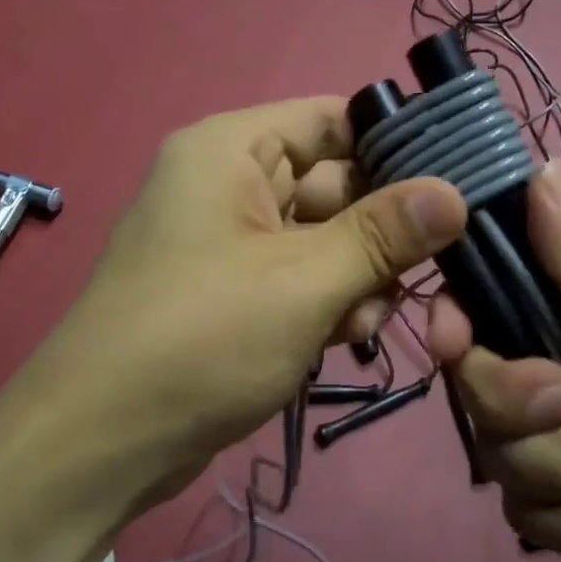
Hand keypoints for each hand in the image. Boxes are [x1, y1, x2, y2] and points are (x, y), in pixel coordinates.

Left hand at [13, 97, 466, 503]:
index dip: (393, 143)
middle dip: (380, 229)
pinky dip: (328, 301)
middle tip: (432, 267)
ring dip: (358, 275)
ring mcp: (228, 242)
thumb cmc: (202, 338)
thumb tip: (455, 193)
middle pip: (332, 183)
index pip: (331, 119)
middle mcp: (227, 184)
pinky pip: (299, 278)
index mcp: (230, 150)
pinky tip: (345, 337)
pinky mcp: (232, 293)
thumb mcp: (305, 280)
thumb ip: (384, 234)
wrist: (103, 442)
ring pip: (322, 237)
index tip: (457, 181)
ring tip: (368, 319)